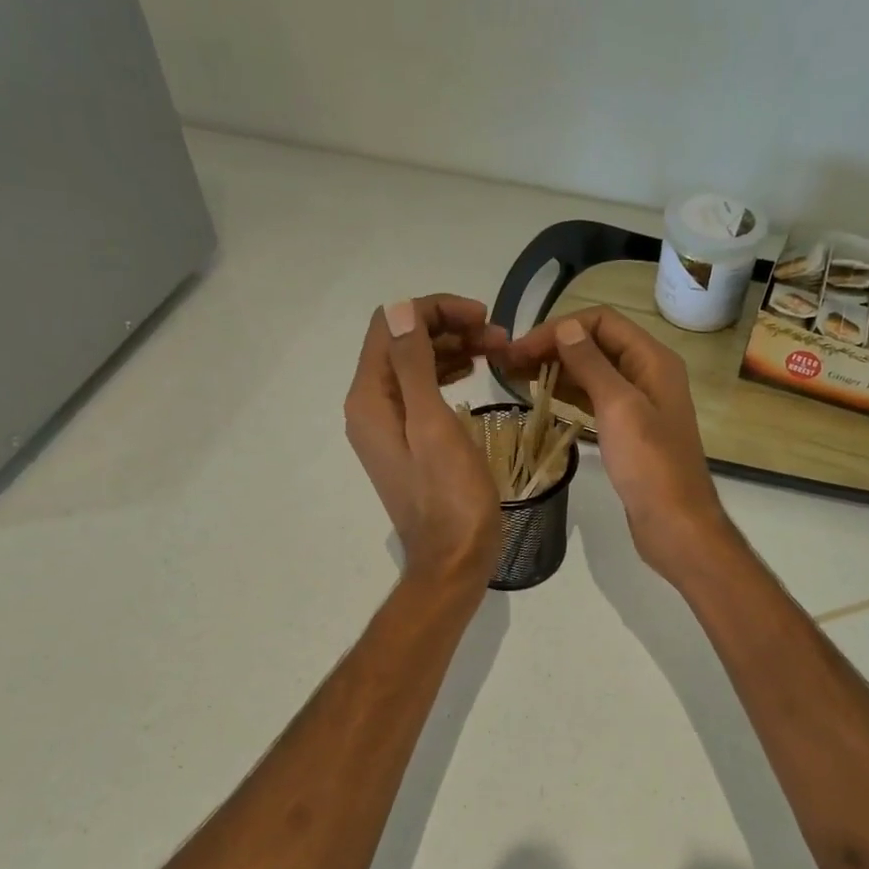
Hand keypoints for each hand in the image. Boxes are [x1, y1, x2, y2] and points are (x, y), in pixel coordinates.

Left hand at [345, 296, 508, 592]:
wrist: (453, 559)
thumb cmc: (450, 496)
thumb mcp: (432, 425)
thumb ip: (414, 365)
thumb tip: (400, 309)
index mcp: (370, 399)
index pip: (391, 326)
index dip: (435, 310)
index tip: (484, 318)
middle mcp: (370, 407)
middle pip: (402, 343)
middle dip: (448, 328)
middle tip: (499, 337)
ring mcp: (387, 426)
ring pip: (415, 366)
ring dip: (452, 349)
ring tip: (496, 351)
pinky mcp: (406, 441)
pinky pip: (421, 392)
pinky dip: (448, 375)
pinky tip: (475, 374)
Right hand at [502, 307, 732, 583]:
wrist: (675, 523)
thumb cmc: (650, 464)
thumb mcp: (619, 407)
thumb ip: (591, 364)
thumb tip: (566, 327)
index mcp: (652, 360)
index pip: (601, 322)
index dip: (559, 328)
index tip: (520, 349)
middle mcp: (647, 374)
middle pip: (595, 344)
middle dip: (552, 346)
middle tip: (507, 363)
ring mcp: (638, 403)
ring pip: (592, 372)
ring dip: (556, 369)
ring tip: (515, 376)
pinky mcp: (627, 430)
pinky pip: (593, 399)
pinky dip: (567, 393)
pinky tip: (540, 397)